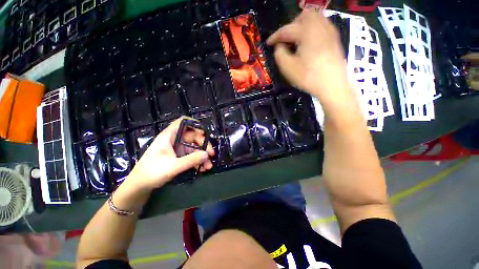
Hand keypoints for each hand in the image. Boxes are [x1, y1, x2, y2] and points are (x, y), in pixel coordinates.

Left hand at [125, 117, 214, 190]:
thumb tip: (207, 155)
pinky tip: (202, 168)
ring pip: (194, 147)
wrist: (140, 186)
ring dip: (202, 156)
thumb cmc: (152, 173)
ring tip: (208, 166)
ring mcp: (177, 149)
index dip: (195, 124)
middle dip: (204, 145)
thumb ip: (191, 160)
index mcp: (169, 136)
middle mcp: (174, 140)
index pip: (183, 122)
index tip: (205, 133)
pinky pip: (191, 155)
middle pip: (193, 136)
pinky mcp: (178, 157)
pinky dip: (198, 161)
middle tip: (211, 154)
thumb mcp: (173, 166)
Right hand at [267, 9, 356, 112]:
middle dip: (291, 25)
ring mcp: (330, 31)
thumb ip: (279, 54)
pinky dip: (312, 30)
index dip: (275, 36)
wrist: (333, 85)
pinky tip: (309, 43)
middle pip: (303, 16)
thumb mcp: (288, 68)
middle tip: (285, 39)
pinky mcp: (335, 39)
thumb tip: (279, 46)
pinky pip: (322, 26)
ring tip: (296, 41)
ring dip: (302, 26)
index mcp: (306, 32)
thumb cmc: (308, 77)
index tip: (268, 43)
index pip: (286, 29)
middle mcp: (320, 26)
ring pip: (315, 18)